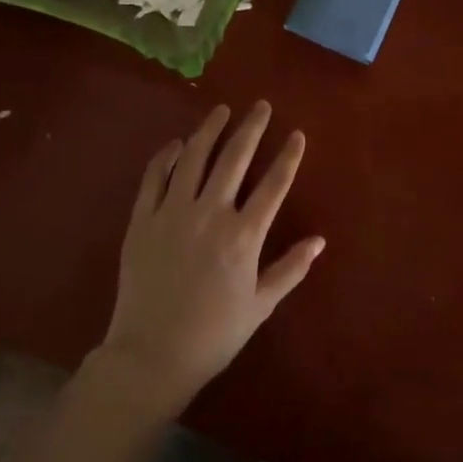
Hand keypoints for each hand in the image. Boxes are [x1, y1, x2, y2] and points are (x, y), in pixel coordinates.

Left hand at [98, 102, 322, 411]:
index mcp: (243, 236)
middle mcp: (210, 214)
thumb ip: (291, 269)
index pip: (273, 184)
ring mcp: (173, 213)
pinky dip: (167, 156)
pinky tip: (178, 144)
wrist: (150, 356)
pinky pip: (154, 177)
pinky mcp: (142, 220)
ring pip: (194, 157)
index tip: (297, 134)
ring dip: (210, 129)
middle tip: (260, 105)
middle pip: (234, 158)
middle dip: (251, 128)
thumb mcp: (260, 305)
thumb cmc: (213, 335)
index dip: (288, 156)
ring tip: (221, 110)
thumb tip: (320, 240)